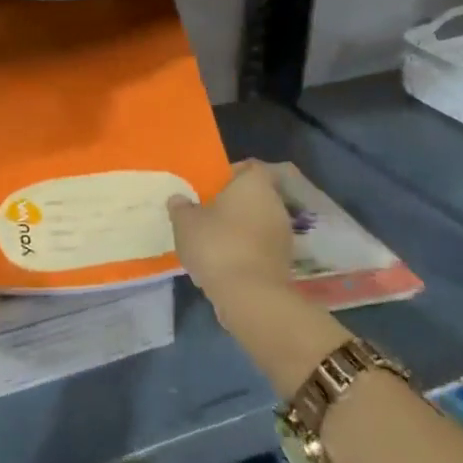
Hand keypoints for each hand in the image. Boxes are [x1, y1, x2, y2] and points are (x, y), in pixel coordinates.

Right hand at [170, 160, 350, 395]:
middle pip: (252, 195)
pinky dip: (244, 249)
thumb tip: (179, 199)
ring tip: (210, 240)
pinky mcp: (282, 261)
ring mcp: (282, 234)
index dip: (228, 174)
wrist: (250, 295)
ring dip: (237, 228)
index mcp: (255, 184)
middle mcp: (275, 203)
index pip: (247, 167)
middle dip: (230, 204)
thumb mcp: (185, 223)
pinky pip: (259, 246)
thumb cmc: (217, 245)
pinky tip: (222, 262)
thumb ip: (181, 207)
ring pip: (256, 222)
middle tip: (204, 213)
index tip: (208, 187)